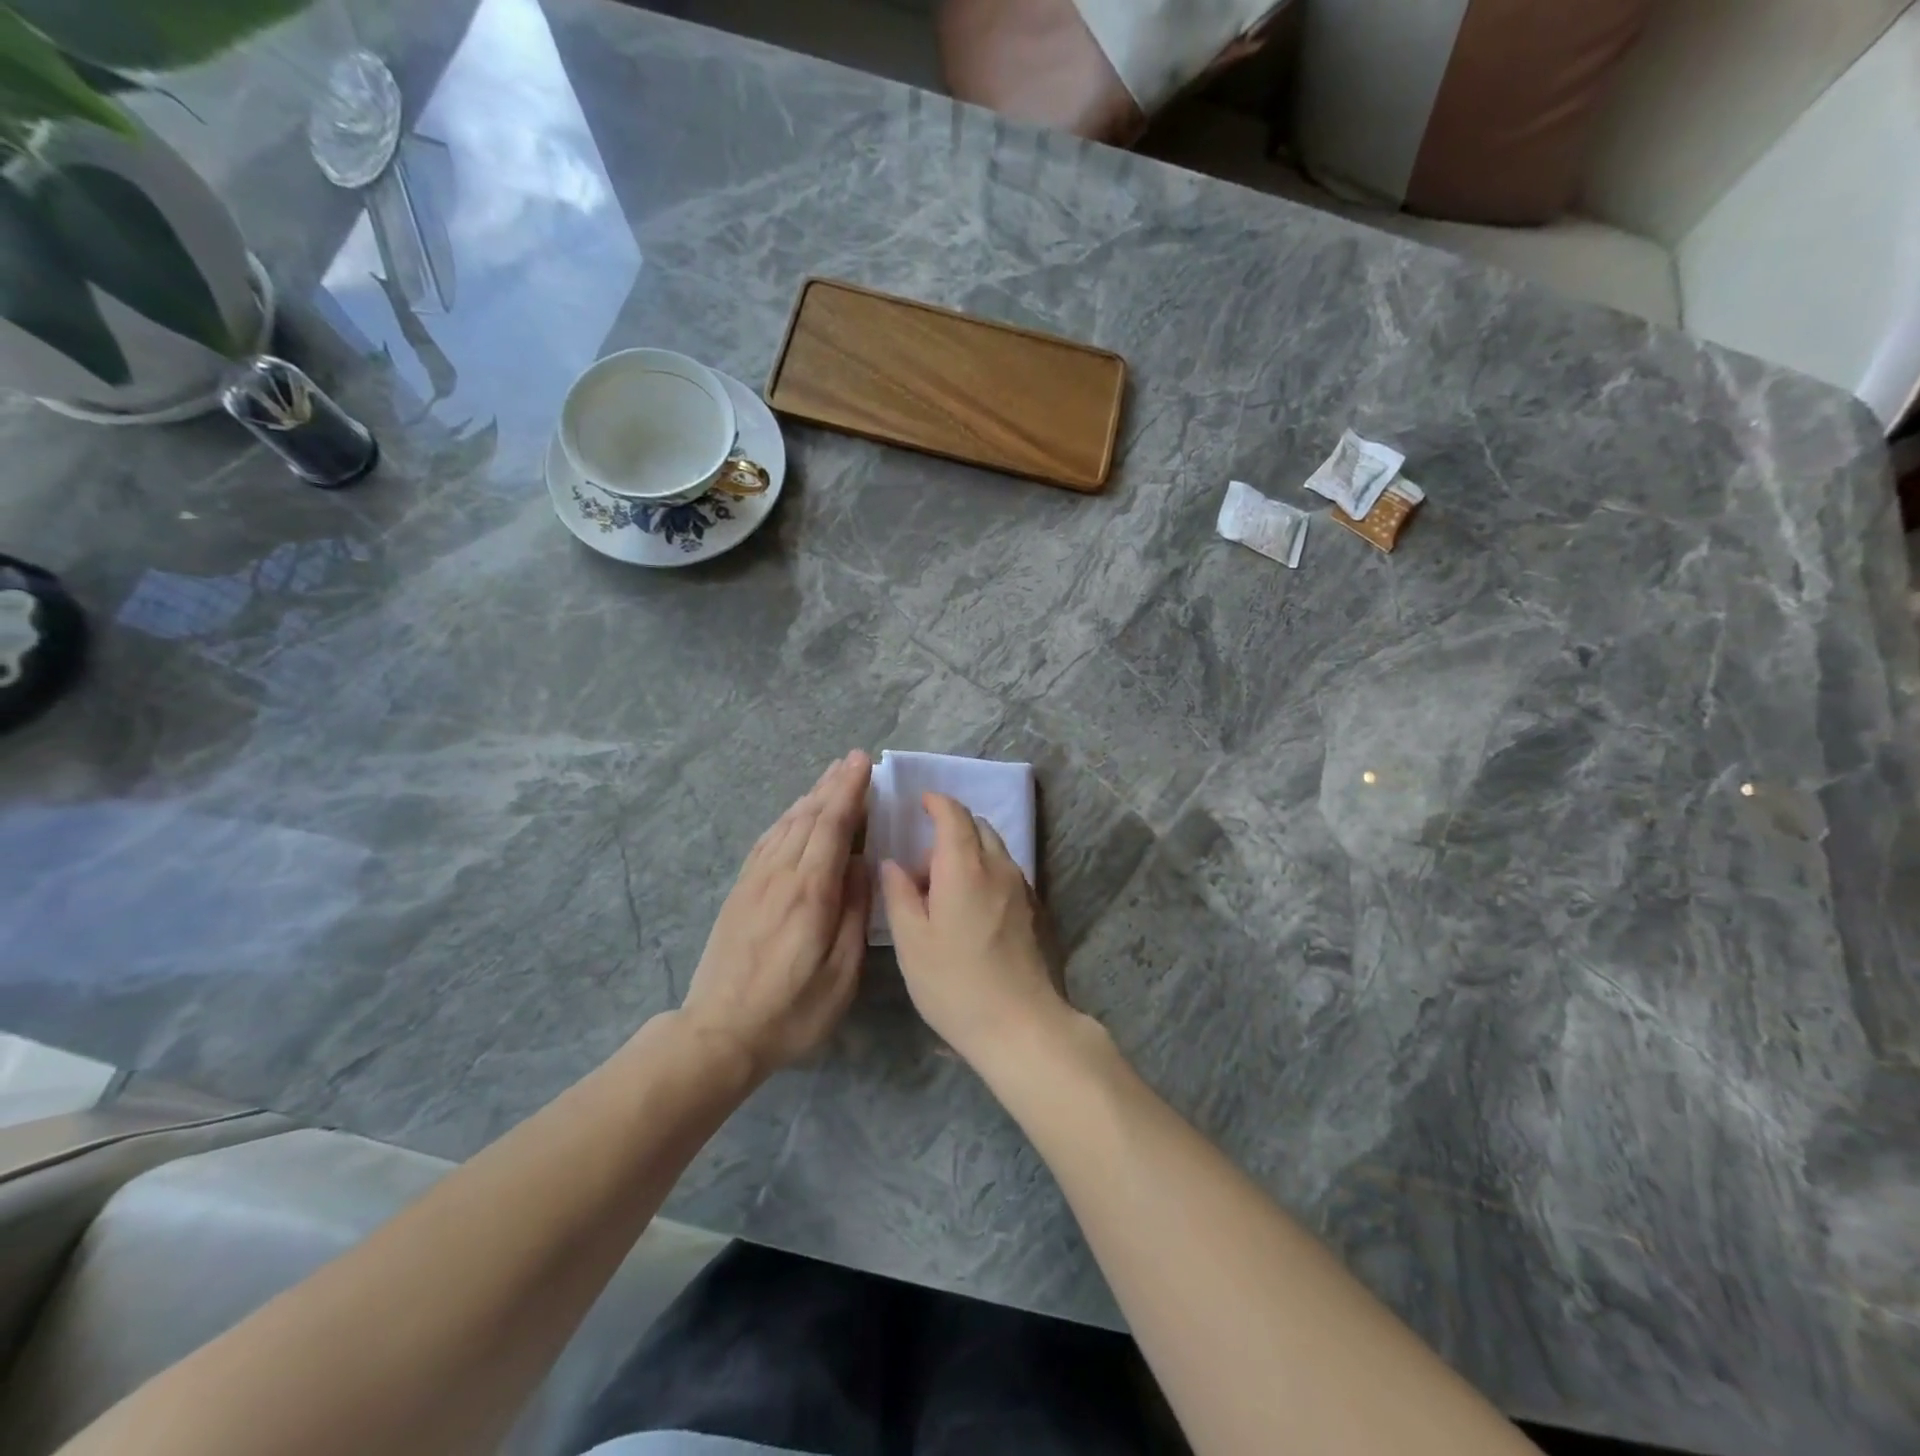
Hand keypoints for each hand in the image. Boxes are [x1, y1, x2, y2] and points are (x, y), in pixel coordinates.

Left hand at [681, 751, 871, 1077]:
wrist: (718, 1033)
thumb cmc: (792, 1011)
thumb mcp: (841, 974)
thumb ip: (854, 914)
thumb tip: (862, 865)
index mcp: (810, 893)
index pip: (832, 826)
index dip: (849, 791)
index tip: (863, 763)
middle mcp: (780, 875)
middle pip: (808, 817)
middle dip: (833, 785)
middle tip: (853, 760)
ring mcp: (755, 880)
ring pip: (786, 824)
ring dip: (810, 796)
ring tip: (830, 777)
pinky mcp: (741, 891)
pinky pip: (767, 841)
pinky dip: (787, 819)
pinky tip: (795, 814)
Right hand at [879, 792, 1074, 1066]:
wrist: (1021, 1025)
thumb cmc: (955, 983)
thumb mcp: (911, 942)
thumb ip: (899, 894)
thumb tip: (892, 863)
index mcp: (964, 867)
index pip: (954, 815)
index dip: (936, 803)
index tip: (920, 804)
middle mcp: (998, 867)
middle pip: (977, 828)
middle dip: (949, 832)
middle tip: (922, 868)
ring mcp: (1022, 888)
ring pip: (994, 851)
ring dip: (968, 854)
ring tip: (943, 893)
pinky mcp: (1034, 910)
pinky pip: (1006, 873)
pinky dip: (985, 873)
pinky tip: (970, 911)